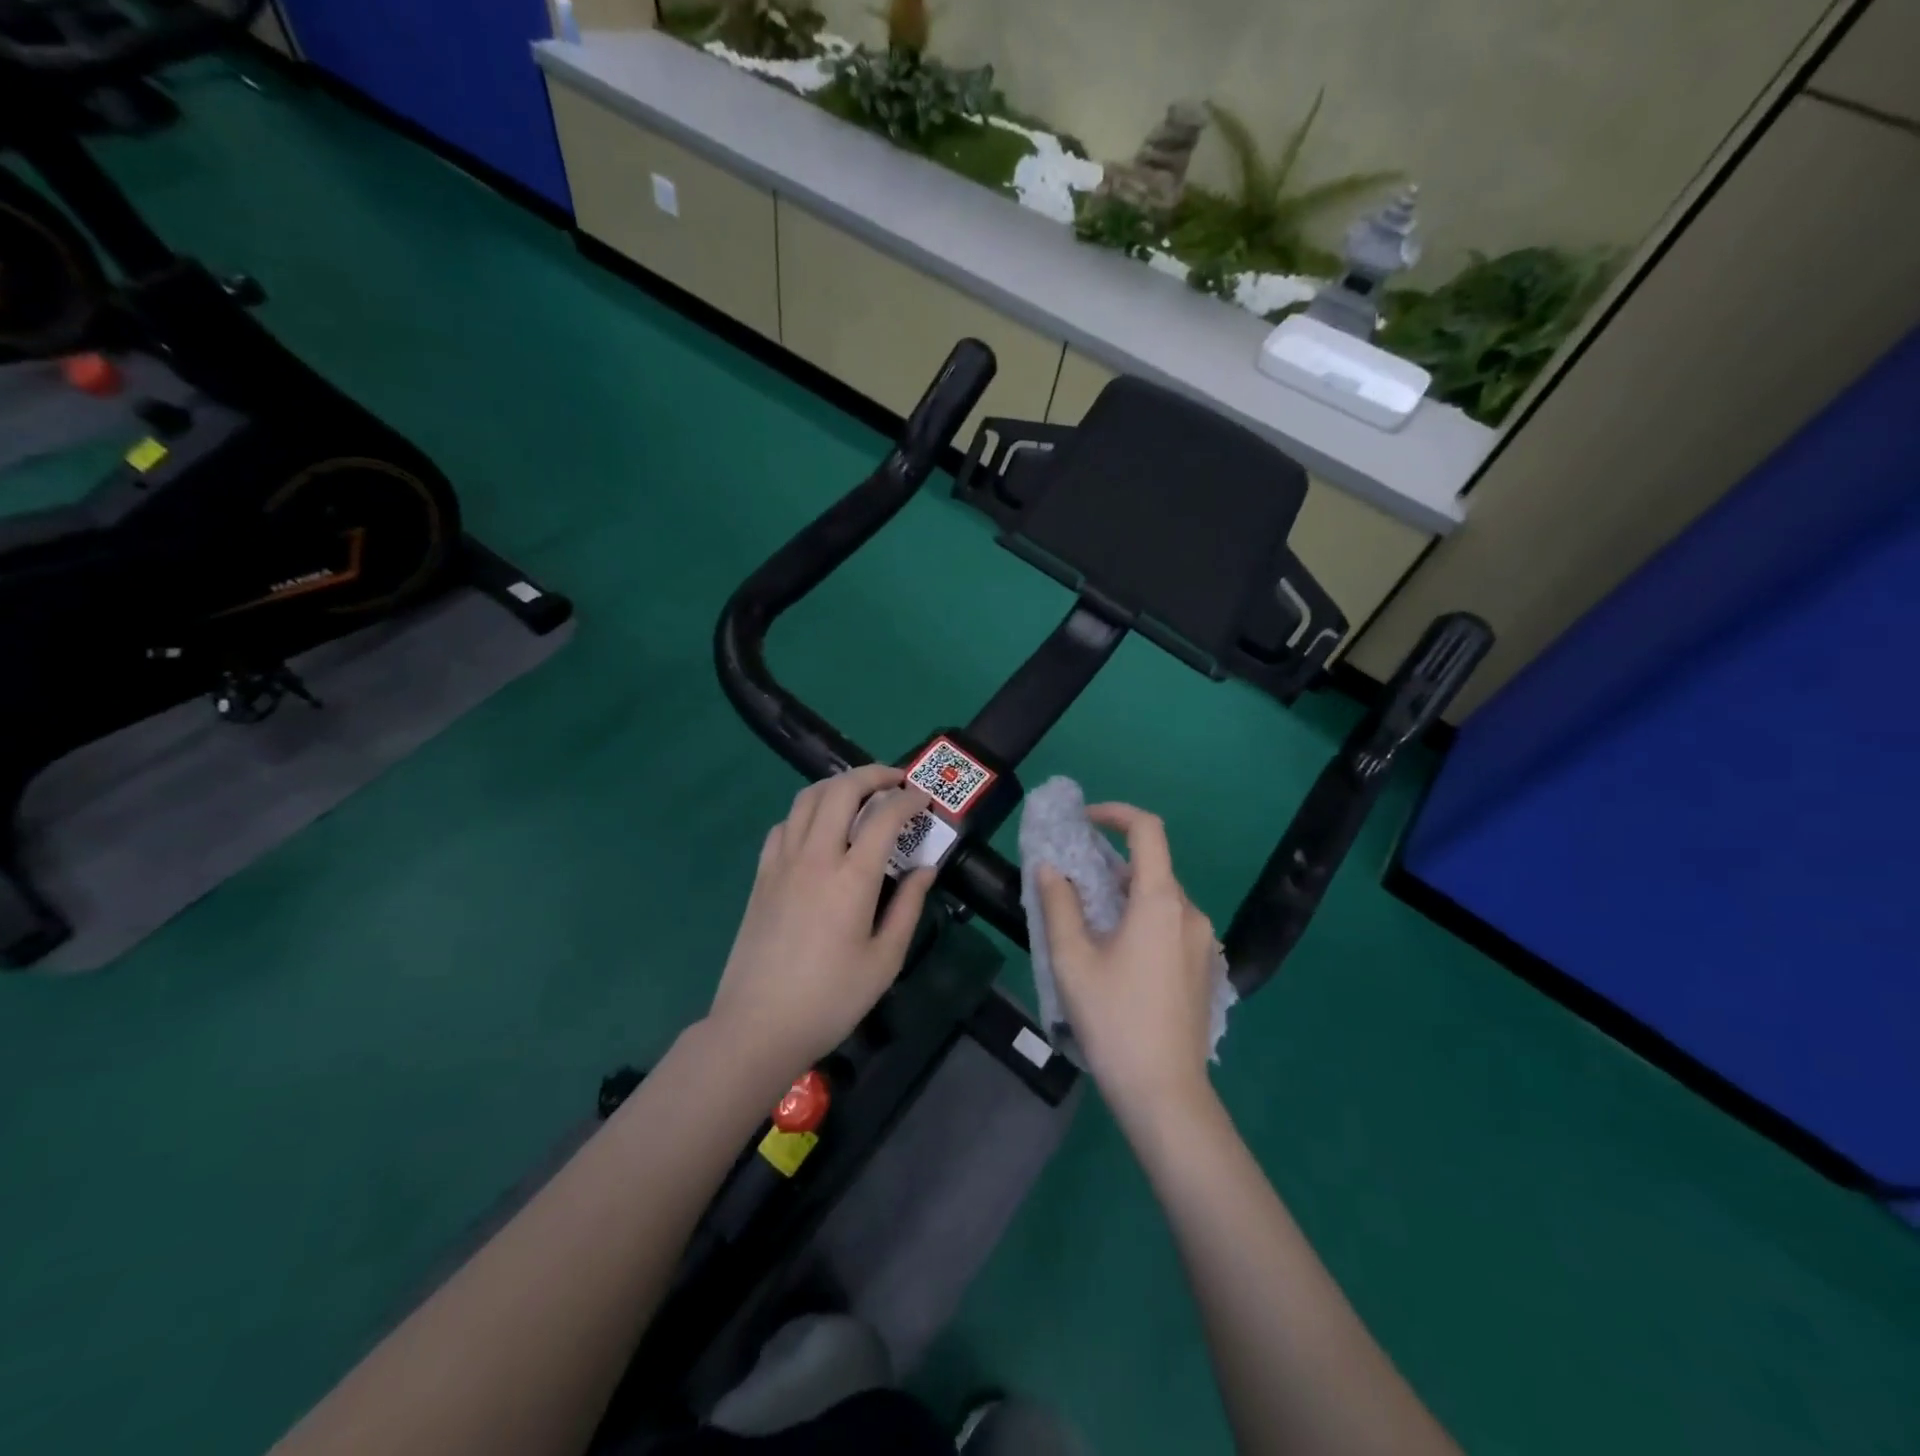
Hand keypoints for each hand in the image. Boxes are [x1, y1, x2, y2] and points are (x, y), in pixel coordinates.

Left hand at [706, 764, 934, 1085]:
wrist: (758, 1026)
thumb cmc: (831, 999)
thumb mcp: (885, 961)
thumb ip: (909, 907)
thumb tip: (926, 869)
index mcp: (852, 879)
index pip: (884, 817)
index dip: (908, 800)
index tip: (923, 800)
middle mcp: (815, 857)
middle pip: (840, 790)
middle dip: (872, 775)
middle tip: (894, 781)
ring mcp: (782, 863)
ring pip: (807, 798)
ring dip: (837, 785)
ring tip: (859, 793)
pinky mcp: (762, 876)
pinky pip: (784, 825)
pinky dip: (807, 811)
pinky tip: (819, 828)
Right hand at [1037, 804, 1219, 1116]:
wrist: (1165, 1094)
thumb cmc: (1114, 1020)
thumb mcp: (1072, 960)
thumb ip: (1060, 905)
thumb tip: (1051, 869)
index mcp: (1160, 902)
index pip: (1148, 831)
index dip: (1116, 813)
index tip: (1084, 820)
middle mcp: (1190, 913)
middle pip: (1153, 867)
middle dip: (1112, 863)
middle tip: (1073, 882)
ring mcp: (1203, 942)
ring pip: (1162, 899)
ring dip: (1127, 895)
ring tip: (1090, 922)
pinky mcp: (1205, 968)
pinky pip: (1172, 925)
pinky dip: (1143, 919)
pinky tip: (1119, 954)